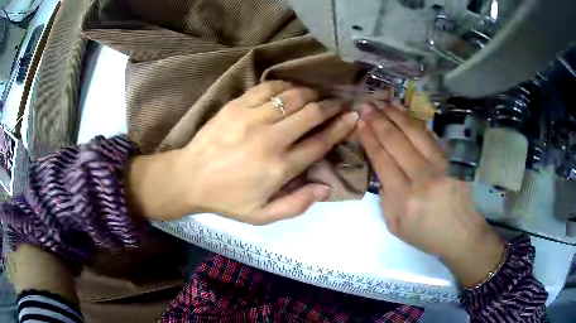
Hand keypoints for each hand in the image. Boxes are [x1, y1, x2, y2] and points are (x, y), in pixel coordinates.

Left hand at [129, 81, 357, 224]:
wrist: (190, 177)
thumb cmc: (227, 199)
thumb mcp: (262, 215)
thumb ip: (297, 204)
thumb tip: (325, 187)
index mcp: (280, 167)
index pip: (320, 142)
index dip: (341, 128)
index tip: (352, 116)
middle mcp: (271, 138)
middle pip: (311, 114)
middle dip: (330, 106)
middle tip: (339, 103)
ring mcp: (252, 118)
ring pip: (293, 97)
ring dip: (311, 94)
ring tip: (317, 96)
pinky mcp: (237, 105)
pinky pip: (268, 88)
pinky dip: (285, 86)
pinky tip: (290, 90)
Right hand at [358, 103, 504, 286]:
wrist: (462, 235)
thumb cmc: (427, 235)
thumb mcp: (396, 227)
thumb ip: (385, 199)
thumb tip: (382, 171)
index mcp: (404, 198)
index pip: (382, 160)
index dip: (370, 138)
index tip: (360, 122)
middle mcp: (422, 178)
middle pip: (396, 141)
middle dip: (379, 120)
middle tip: (367, 105)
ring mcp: (440, 166)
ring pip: (414, 133)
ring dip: (396, 115)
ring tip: (383, 103)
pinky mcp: (451, 160)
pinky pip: (430, 136)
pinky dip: (415, 122)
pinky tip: (405, 114)